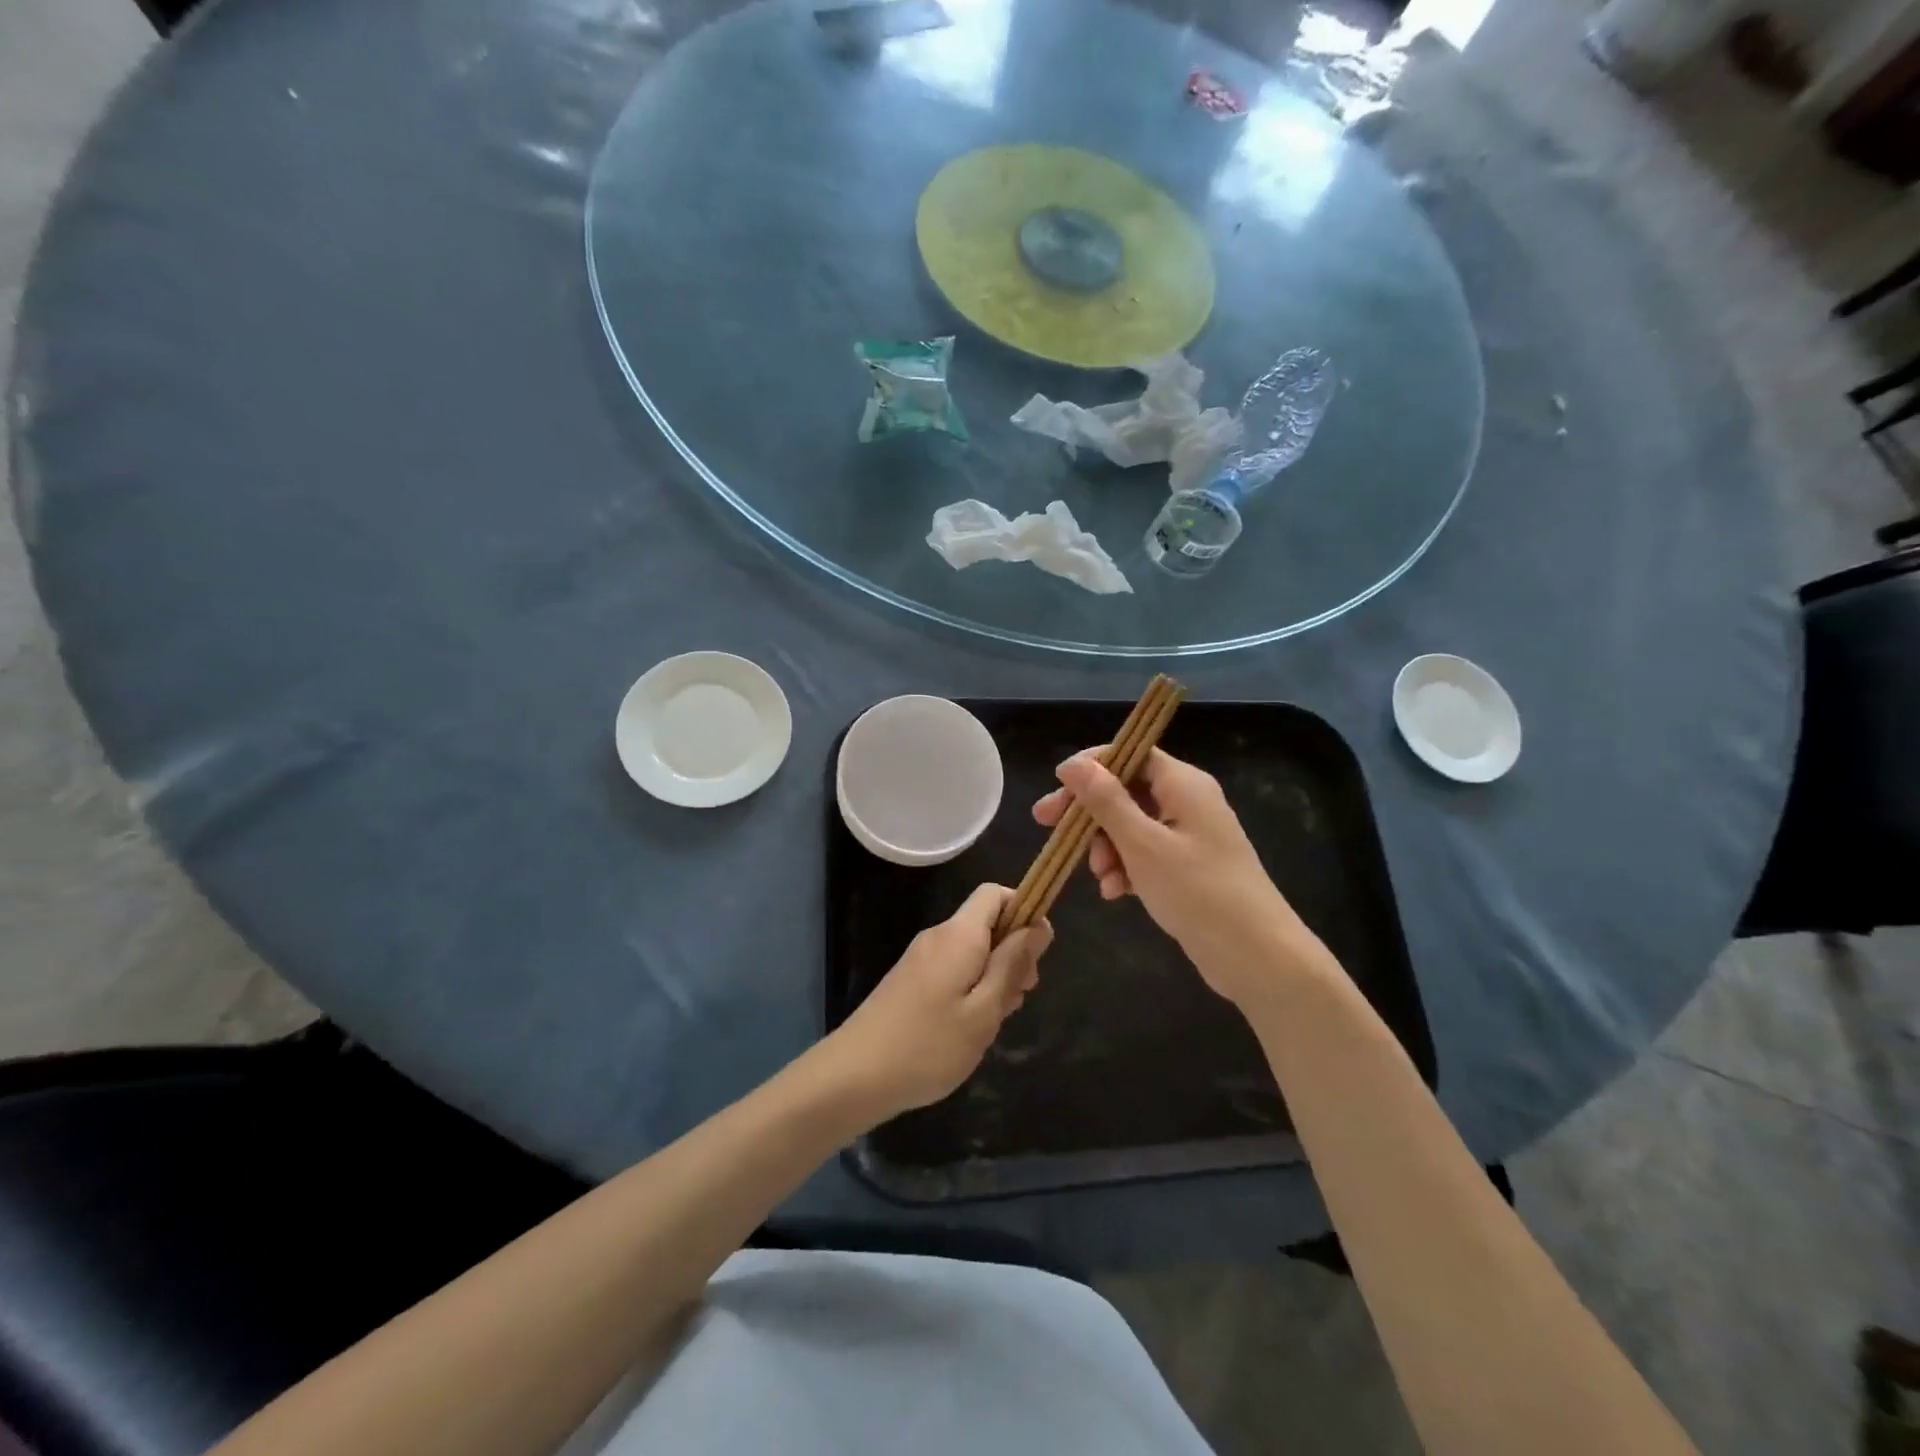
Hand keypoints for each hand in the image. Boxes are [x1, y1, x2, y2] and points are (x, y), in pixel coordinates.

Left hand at [825, 884, 1051, 1117]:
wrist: (854, 1075)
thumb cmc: (928, 1045)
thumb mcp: (984, 1010)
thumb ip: (1012, 964)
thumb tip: (1038, 925)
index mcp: (959, 935)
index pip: (995, 894)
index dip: (1023, 911)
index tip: (1037, 953)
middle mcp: (938, 936)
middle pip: (986, 924)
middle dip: (1012, 952)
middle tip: (1018, 998)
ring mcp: (920, 958)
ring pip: (971, 950)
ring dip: (992, 976)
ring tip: (993, 1022)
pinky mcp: (909, 980)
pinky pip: (952, 968)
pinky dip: (970, 988)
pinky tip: (969, 1028)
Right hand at [1032, 747, 1322, 1005]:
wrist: (1256, 956)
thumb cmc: (1198, 892)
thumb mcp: (1142, 844)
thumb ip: (1106, 801)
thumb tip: (1073, 764)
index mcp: (1183, 783)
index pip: (1130, 753)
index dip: (1091, 767)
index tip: (1056, 788)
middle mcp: (1187, 800)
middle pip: (1125, 790)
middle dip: (1089, 813)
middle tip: (1047, 827)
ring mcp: (1189, 835)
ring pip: (1131, 825)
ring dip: (1106, 847)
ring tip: (1100, 878)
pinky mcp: (1188, 866)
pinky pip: (1145, 853)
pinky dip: (1125, 867)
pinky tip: (1114, 893)